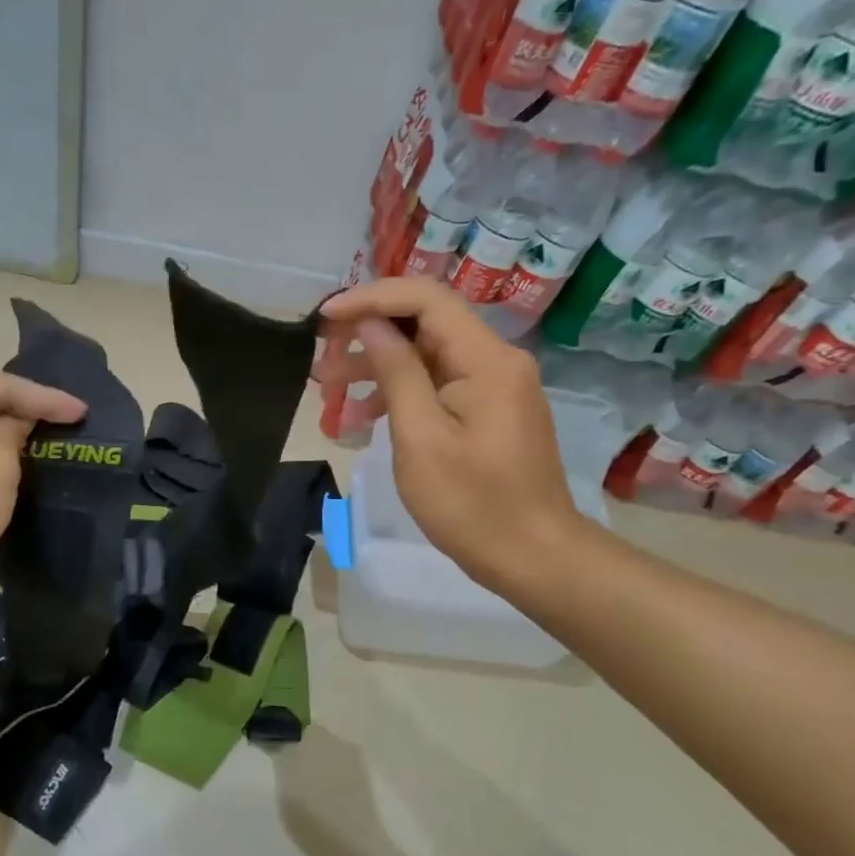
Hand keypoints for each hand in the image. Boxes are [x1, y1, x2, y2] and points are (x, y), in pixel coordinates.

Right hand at [319, 278, 582, 592]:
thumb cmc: (472, 504)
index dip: (371, 298)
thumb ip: (396, 372)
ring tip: (328, 393)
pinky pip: (437, 384)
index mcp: (486, 359)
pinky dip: (398, 393)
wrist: (533, 557)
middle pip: (424, 323)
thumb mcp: (421, 437)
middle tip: (321, 361)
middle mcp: (495, 360)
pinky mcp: (487, 409)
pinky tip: (361, 418)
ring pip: (425, 355)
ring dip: (376, 367)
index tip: (326, 316)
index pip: (425, 299)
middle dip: (367, 335)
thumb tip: (371, 324)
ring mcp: (494, 385)